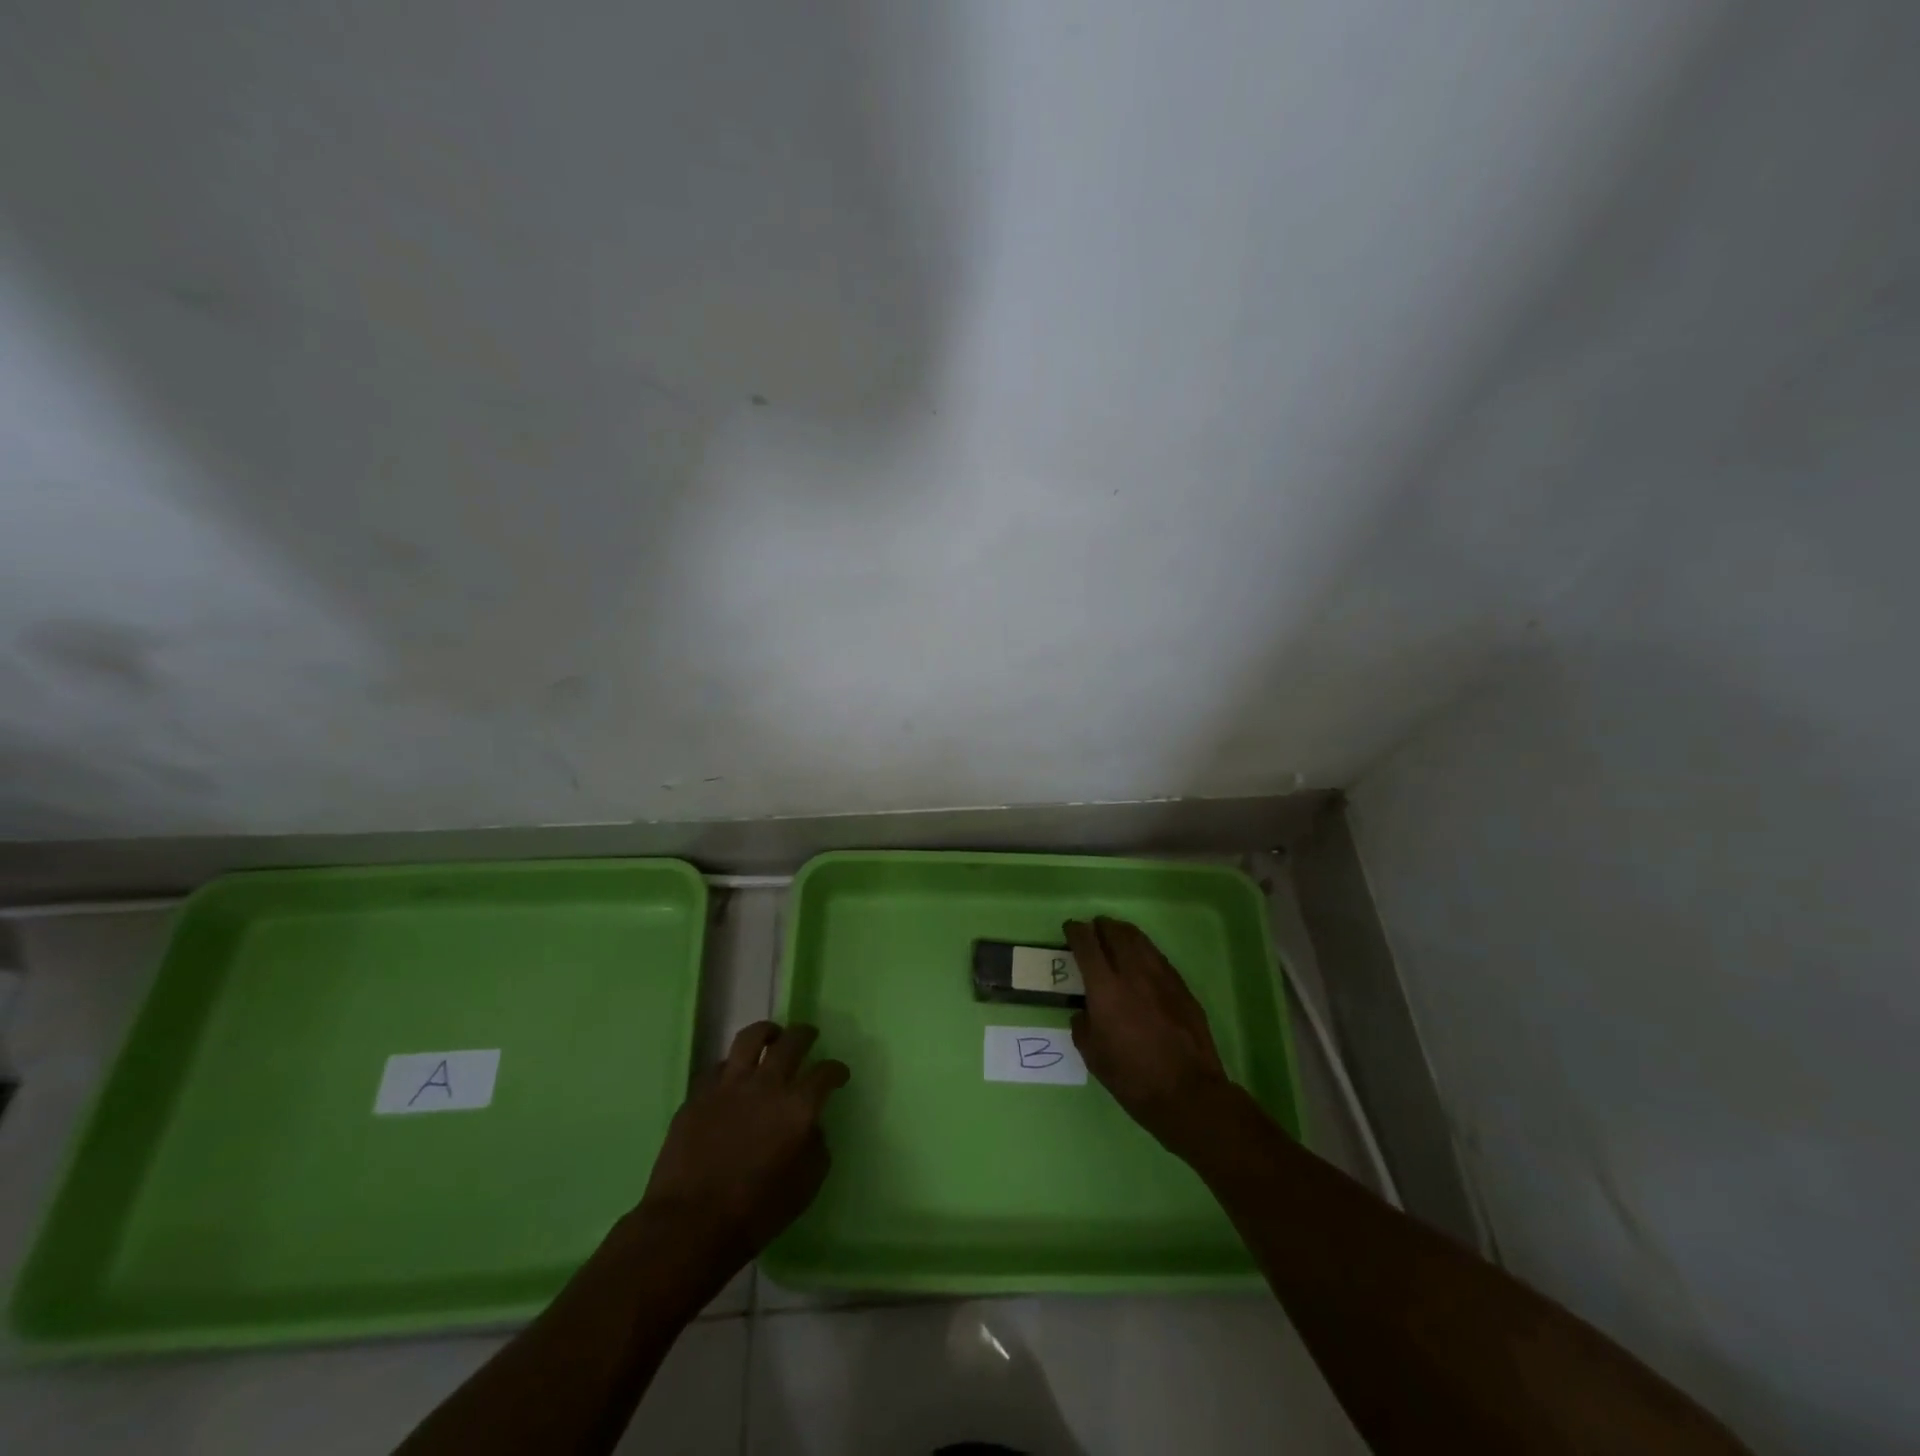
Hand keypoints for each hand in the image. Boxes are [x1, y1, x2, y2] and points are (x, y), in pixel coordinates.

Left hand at [636, 1021, 848, 1274]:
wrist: (689, 1225)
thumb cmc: (755, 1213)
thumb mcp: (805, 1188)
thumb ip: (816, 1149)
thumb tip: (812, 1128)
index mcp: (798, 1107)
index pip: (825, 1073)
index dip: (836, 1070)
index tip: (839, 1074)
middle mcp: (768, 1085)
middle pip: (792, 1042)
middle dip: (805, 1035)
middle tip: (809, 1036)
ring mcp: (730, 1085)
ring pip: (751, 1038)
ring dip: (767, 1033)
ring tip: (771, 1037)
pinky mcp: (699, 1094)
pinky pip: (719, 1066)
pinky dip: (731, 1066)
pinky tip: (733, 1075)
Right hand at [1066, 917, 1233, 1148]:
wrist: (1188, 1093)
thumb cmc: (1133, 1078)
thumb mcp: (1093, 1056)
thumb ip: (1083, 1026)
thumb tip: (1085, 1012)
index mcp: (1105, 988)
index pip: (1087, 944)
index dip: (1076, 931)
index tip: (1070, 928)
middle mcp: (1133, 973)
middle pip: (1115, 933)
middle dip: (1101, 926)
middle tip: (1093, 928)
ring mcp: (1161, 977)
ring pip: (1140, 940)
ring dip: (1123, 932)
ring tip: (1116, 934)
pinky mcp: (1181, 987)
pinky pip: (1158, 957)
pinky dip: (1144, 949)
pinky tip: (1142, 958)